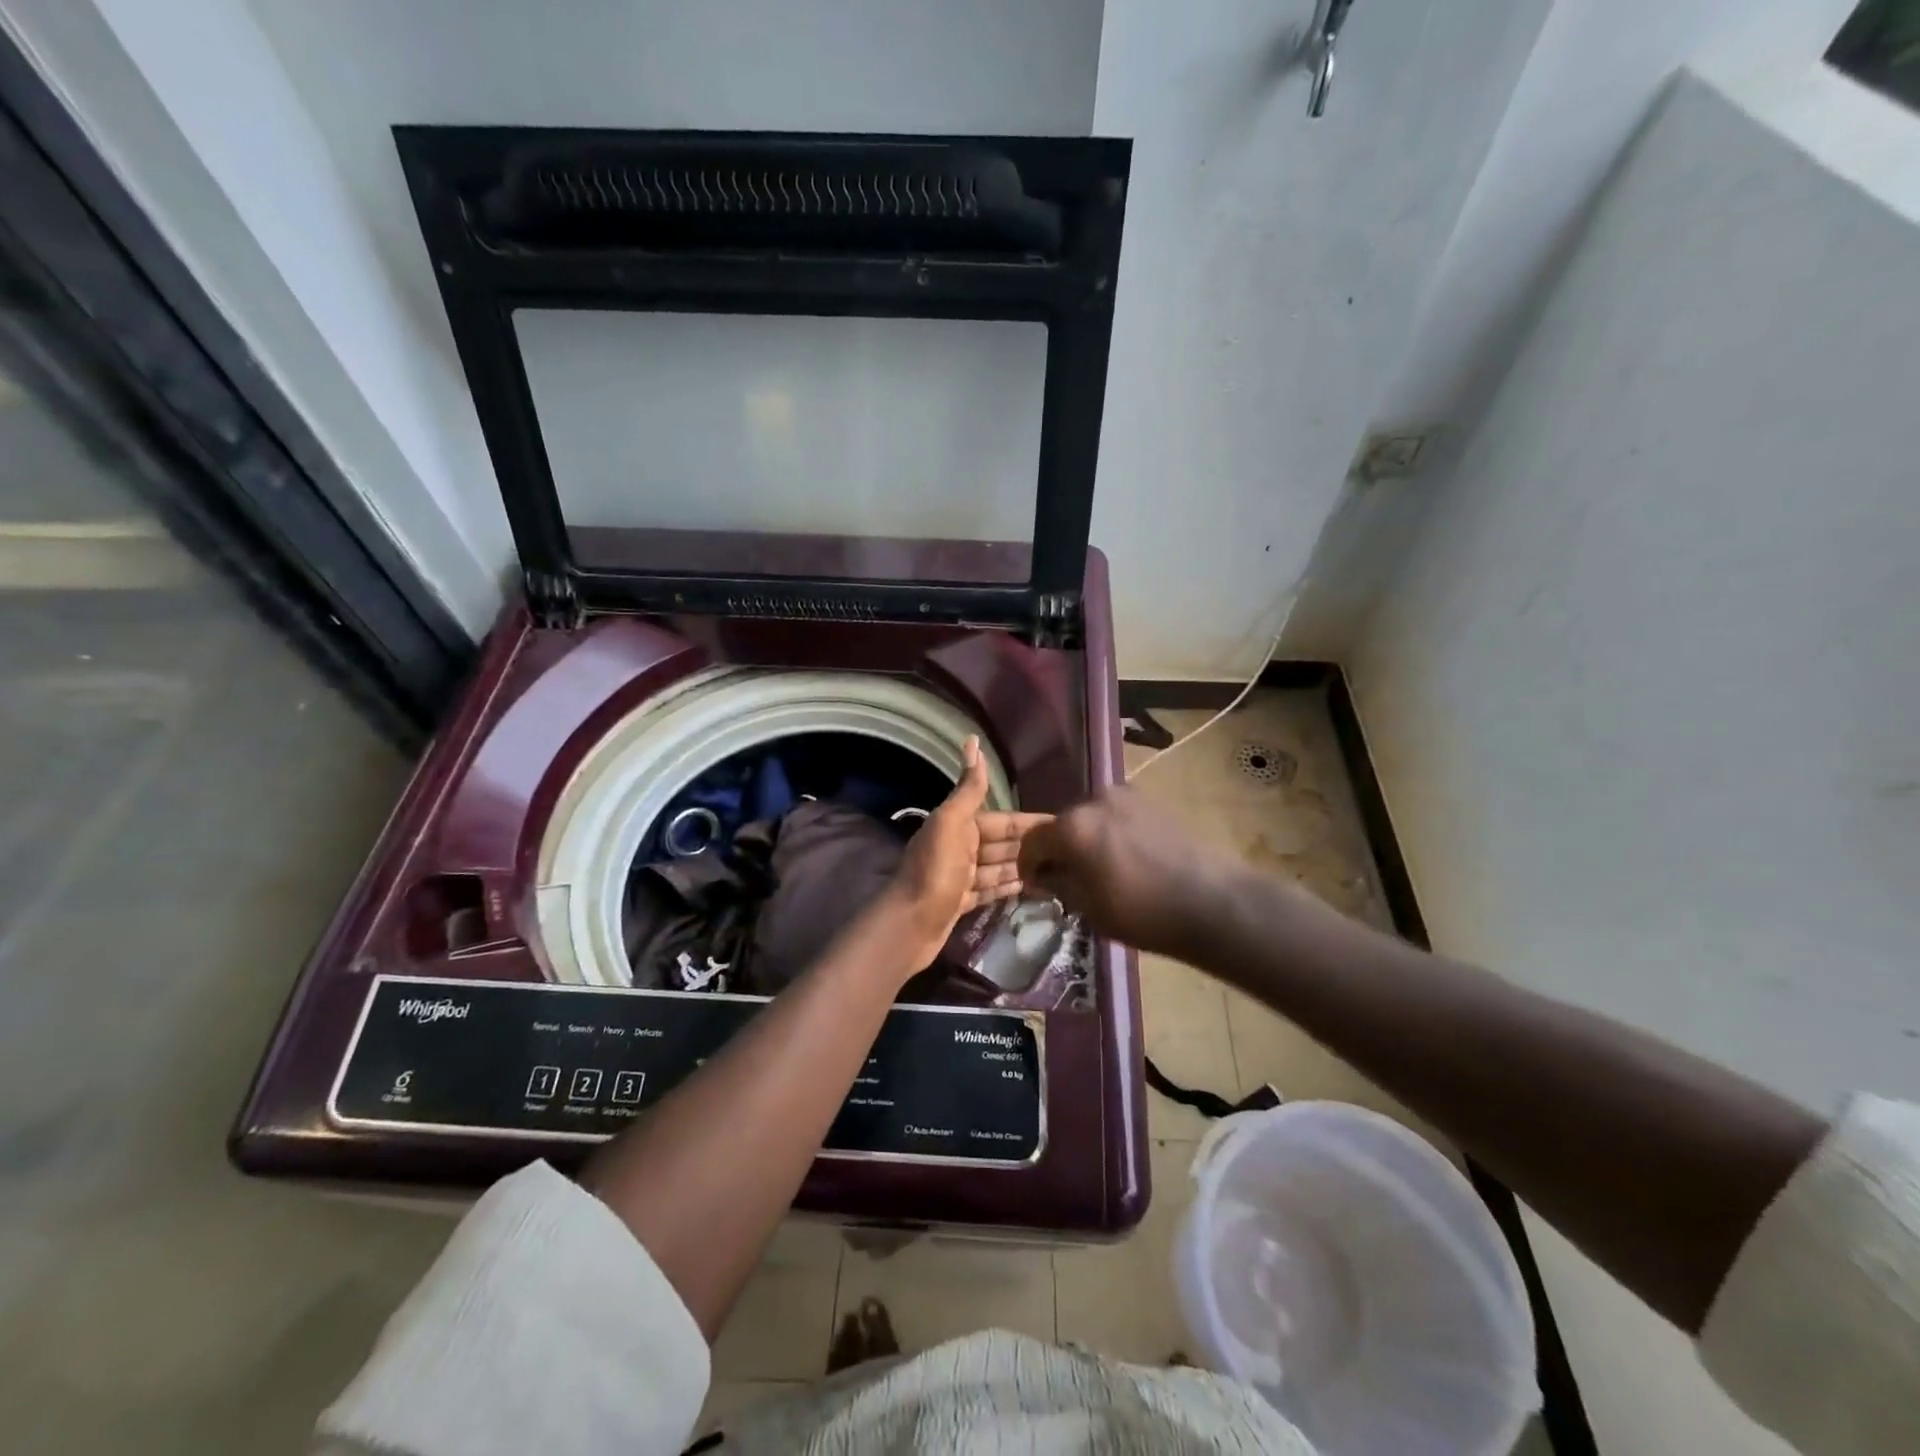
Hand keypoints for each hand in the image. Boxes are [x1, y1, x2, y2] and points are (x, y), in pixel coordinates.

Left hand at [884, 737, 1048, 969]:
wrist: (909, 925)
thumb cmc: (934, 872)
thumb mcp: (951, 824)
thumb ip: (968, 789)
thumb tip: (972, 740)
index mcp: (958, 825)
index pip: (1002, 820)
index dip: (1030, 823)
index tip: (1063, 826)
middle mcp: (960, 847)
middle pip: (1003, 843)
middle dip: (1032, 846)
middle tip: (1071, 854)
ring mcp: (961, 876)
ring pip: (999, 867)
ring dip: (1025, 867)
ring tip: (1061, 872)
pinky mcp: (962, 901)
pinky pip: (992, 889)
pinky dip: (1010, 887)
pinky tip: (1035, 889)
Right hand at [1017, 787, 1257, 958]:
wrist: (1214, 902)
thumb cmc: (1143, 912)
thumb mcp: (1089, 908)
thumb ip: (1059, 884)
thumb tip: (1047, 875)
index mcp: (1072, 825)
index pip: (1033, 840)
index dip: (1029, 864)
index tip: (1035, 885)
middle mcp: (1095, 799)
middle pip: (1063, 824)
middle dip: (1060, 850)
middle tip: (1068, 879)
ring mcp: (1127, 796)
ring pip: (1092, 818)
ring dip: (1087, 840)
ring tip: (1100, 870)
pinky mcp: (1153, 801)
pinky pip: (1118, 816)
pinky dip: (1113, 834)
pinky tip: (1127, 860)